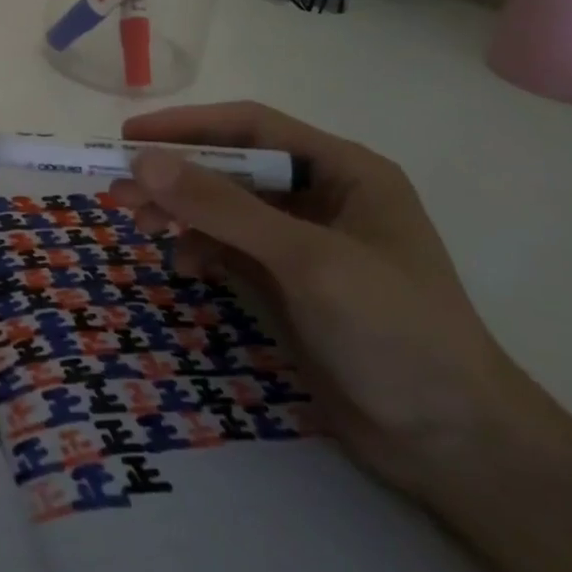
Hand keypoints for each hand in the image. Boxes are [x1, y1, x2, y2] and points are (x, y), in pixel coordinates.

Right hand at [109, 102, 523, 498]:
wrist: (454, 446)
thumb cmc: (394, 331)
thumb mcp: (306, 259)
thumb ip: (224, 207)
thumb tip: (143, 162)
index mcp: (343, 170)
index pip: (252, 126)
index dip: (188, 125)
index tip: (130, 135)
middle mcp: (322, 196)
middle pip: (233, 167)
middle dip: (176, 175)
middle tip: (118, 188)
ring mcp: (304, 242)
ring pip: (226, 208)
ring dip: (181, 212)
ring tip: (136, 223)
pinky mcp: (290, 284)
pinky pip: (230, 248)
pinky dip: (202, 250)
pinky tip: (185, 266)